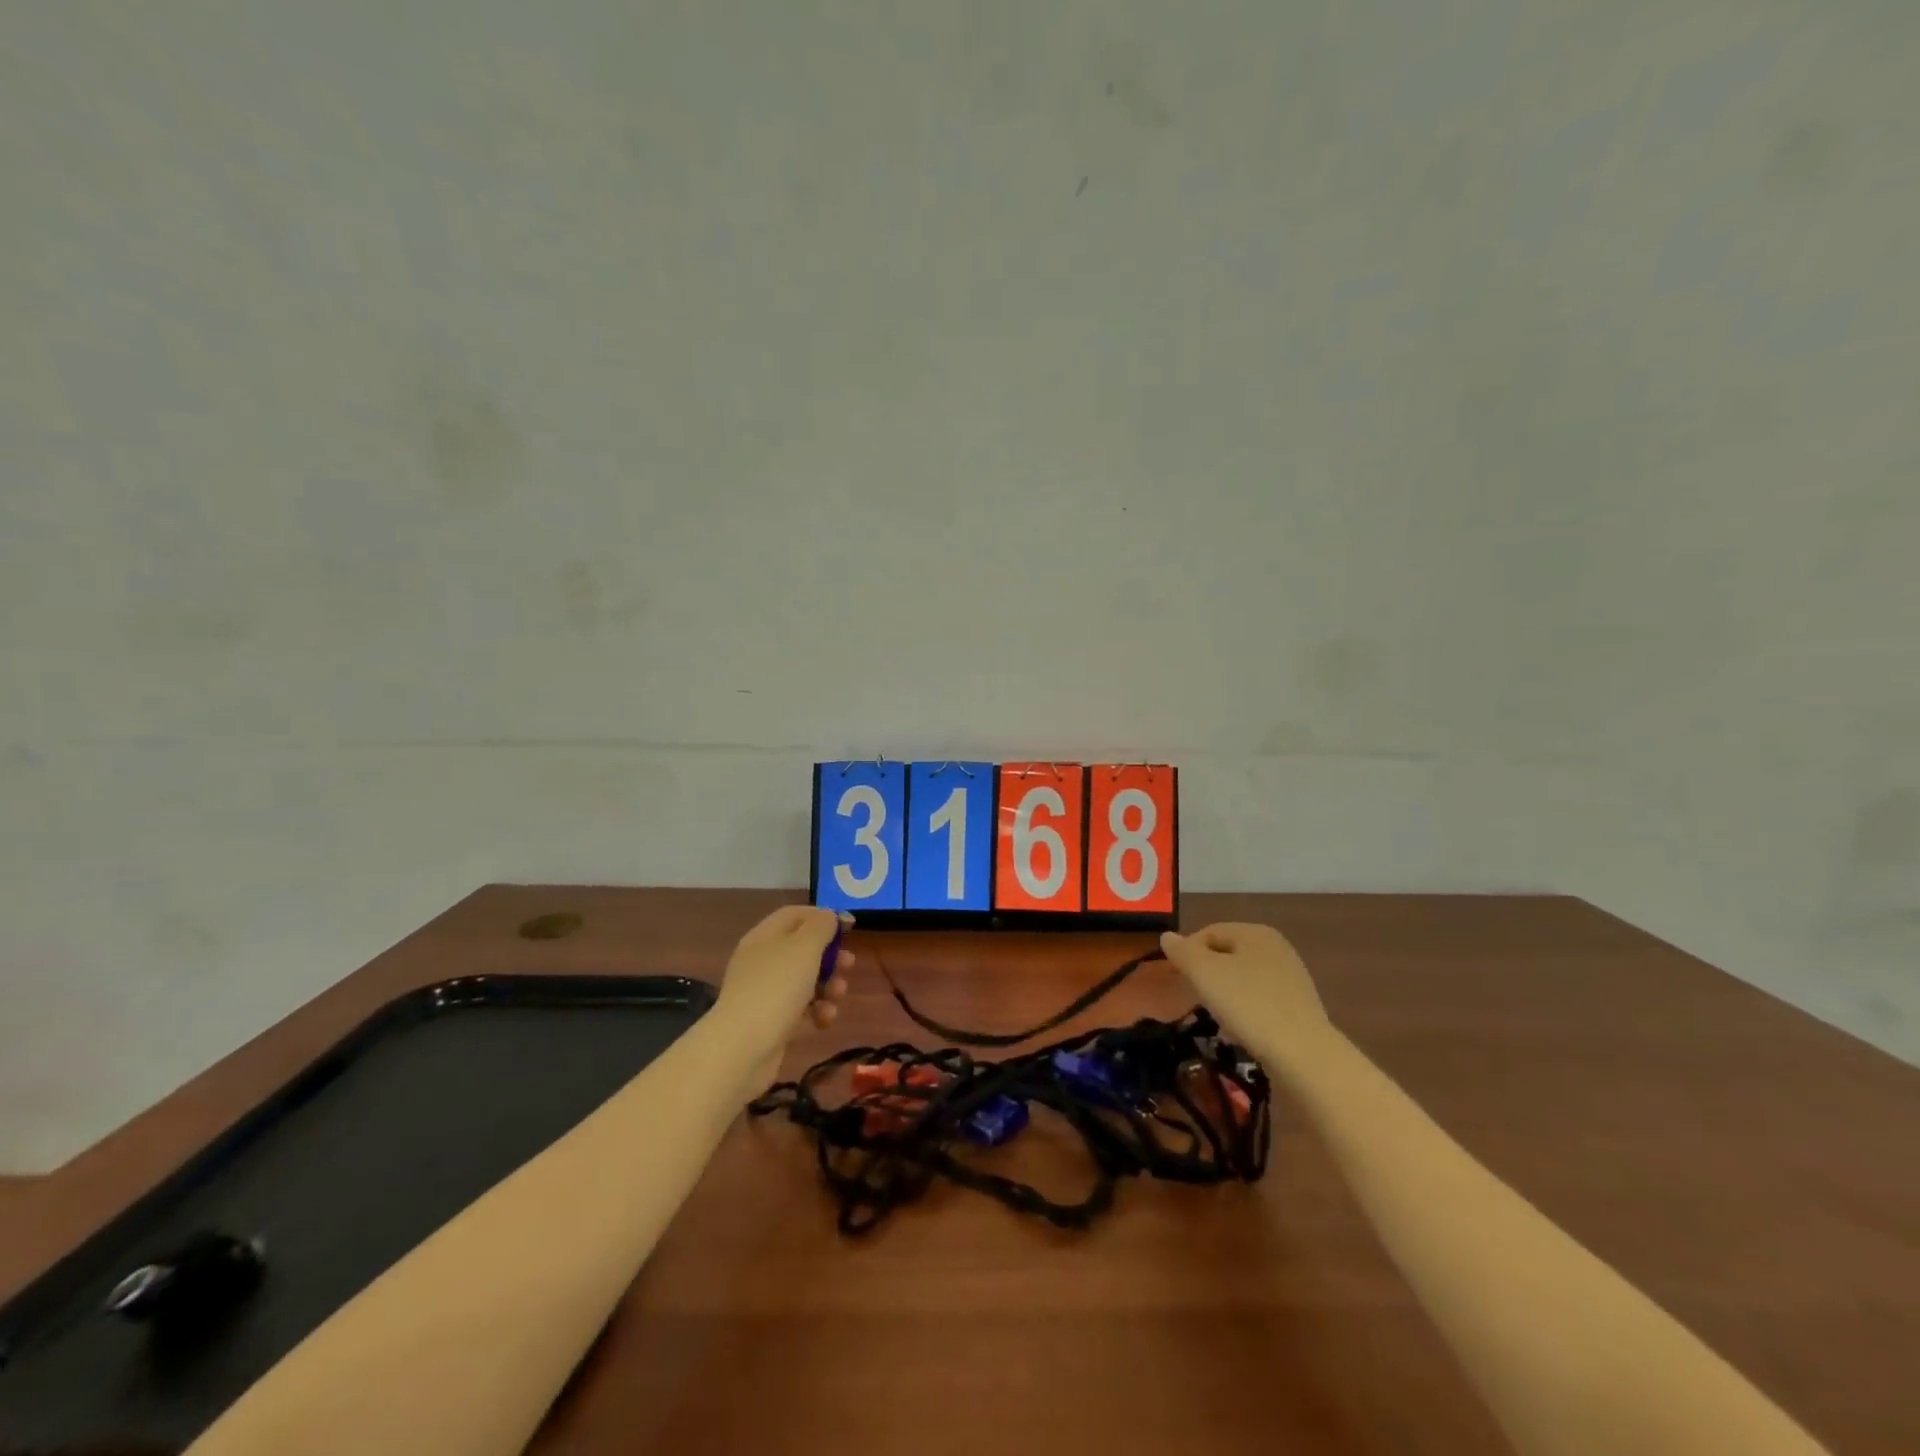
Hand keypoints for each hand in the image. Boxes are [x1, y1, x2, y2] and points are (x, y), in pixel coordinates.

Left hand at [714, 905, 852, 1071]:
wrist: (742, 1048)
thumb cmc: (777, 987)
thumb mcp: (804, 947)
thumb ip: (821, 926)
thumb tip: (829, 917)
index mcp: (766, 935)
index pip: (796, 914)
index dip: (824, 917)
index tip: (851, 928)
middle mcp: (763, 960)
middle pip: (804, 948)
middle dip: (831, 957)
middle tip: (848, 965)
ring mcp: (765, 992)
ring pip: (806, 979)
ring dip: (829, 986)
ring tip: (837, 996)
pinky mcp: (771, 1021)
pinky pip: (801, 1008)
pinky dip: (817, 1011)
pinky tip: (824, 1021)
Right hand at [1160, 922, 1329, 1064]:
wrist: (1303, 1055)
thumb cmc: (1248, 1004)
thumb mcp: (1204, 973)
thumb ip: (1182, 951)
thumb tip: (1167, 936)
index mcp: (1255, 931)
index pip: (1208, 932)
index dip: (1188, 953)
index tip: (1179, 980)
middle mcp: (1277, 947)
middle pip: (1227, 954)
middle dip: (1207, 974)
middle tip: (1197, 998)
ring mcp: (1291, 977)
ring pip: (1243, 978)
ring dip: (1225, 994)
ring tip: (1219, 1017)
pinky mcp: (1299, 1006)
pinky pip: (1260, 999)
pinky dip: (1246, 1010)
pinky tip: (1242, 1030)